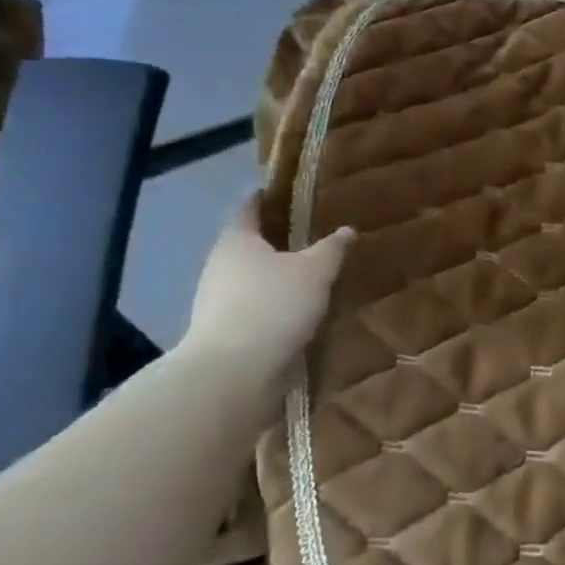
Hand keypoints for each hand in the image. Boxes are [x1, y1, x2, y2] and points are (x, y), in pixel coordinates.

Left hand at [182, 195, 352, 399]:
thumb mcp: (315, 271)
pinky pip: (254, 309)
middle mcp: (220, 266)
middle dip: (275, 240)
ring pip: (251, 279)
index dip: (266, 196)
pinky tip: (298, 312)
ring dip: (275, 277)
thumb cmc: (274, 306)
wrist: (234, 374)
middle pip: (248, 244)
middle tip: (310, 234)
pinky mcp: (225, 334)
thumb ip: (331, 249)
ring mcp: (217, 302)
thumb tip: (347, 230)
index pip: (248, 207)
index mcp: (237, 240)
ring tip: (310, 276)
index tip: (284, 190)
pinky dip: (274, 306)